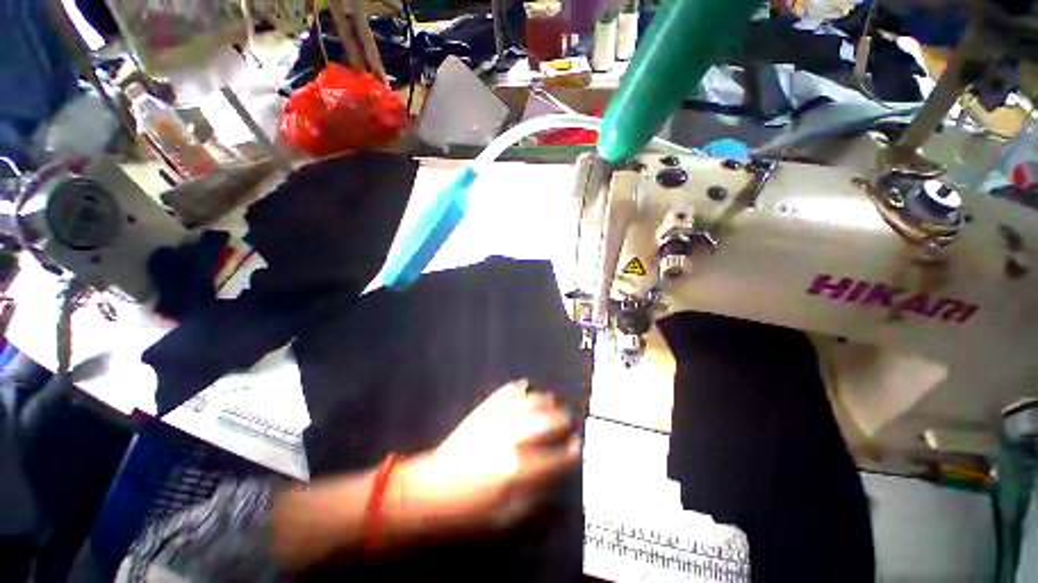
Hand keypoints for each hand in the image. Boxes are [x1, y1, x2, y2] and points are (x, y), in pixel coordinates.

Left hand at [391, 380, 580, 534]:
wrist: (433, 489)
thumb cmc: (472, 510)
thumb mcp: (509, 517)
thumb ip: (540, 493)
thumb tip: (560, 469)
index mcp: (521, 470)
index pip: (559, 455)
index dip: (573, 450)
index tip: (576, 446)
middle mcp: (514, 438)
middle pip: (551, 420)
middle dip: (564, 421)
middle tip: (567, 423)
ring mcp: (498, 418)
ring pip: (533, 400)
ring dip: (548, 401)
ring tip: (553, 405)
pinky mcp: (485, 409)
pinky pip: (508, 390)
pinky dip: (520, 387)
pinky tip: (526, 388)